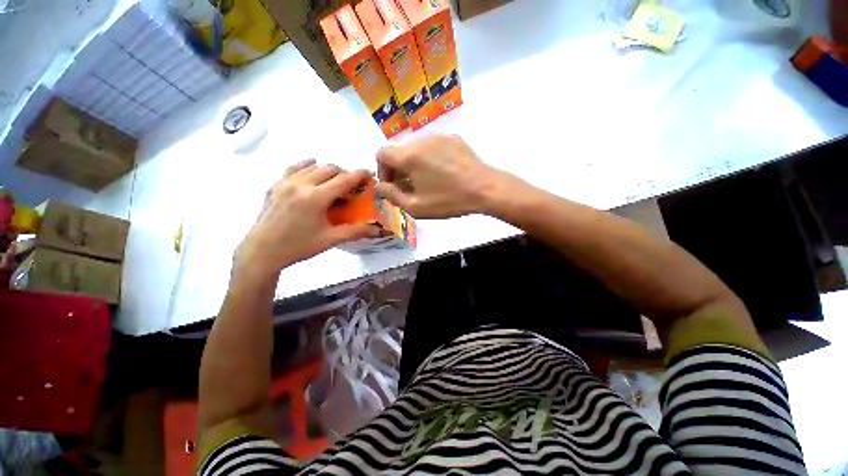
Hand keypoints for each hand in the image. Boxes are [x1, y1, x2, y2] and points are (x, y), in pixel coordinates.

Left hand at [233, 161, 375, 283]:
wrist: (262, 251)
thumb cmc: (298, 246)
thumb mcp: (330, 239)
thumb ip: (355, 231)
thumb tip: (376, 230)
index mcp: (316, 198)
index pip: (344, 179)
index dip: (360, 175)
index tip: (370, 174)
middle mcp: (301, 184)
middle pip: (330, 168)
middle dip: (345, 174)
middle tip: (352, 187)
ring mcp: (285, 182)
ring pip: (313, 165)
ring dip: (328, 171)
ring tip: (333, 184)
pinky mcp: (275, 185)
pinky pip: (294, 168)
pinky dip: (307, 167)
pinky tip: (311, 173)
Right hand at [375, 135, 510, 218]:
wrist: (486, 189)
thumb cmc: (449, 200)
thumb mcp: (416, 207)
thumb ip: (392, 196)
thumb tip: (380, 186)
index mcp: (410, 155)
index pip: (381, 153)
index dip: (382, 170)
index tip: (393, 185)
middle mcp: (422, 140)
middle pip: (399, 151)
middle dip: (398, 169)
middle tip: (409, 188)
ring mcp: (440, 137)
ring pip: (416, 148)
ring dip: (414, 164)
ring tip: (427, 181)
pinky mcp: (454, 138)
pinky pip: (433, 146)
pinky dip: (429, 158)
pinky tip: (443, 173)